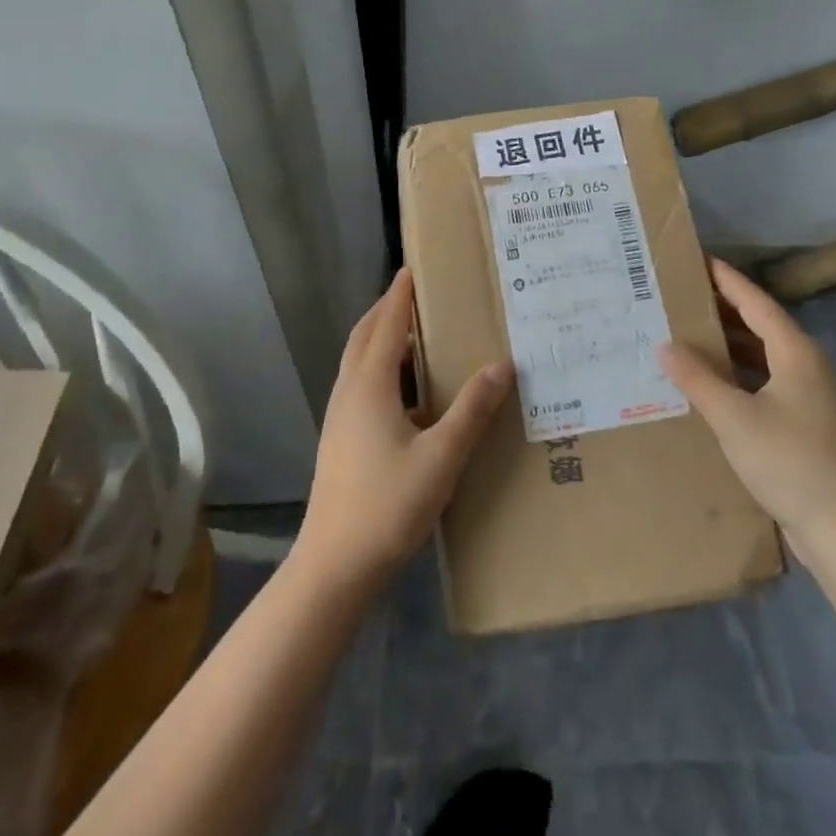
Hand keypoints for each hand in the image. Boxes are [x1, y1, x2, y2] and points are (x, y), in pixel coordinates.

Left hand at [297, 268, 514, 587]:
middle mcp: (349, 393)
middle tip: (416, 294)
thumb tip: (502, 365)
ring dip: (381, 339)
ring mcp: (340, 418)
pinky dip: (380, 369)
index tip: (411, 269)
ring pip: (358, 362)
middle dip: (387, 311)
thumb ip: (472, 410)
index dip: (399, 296)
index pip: (385, 325)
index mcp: (369, 387)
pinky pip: (360, 385)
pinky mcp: (340, 440)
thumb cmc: (388, 506)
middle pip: (364, 337)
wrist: (334, 567)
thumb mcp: (442, 457)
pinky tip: (407, 392)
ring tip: (416, 335)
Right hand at [658, 258, 835, 567]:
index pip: (757, 302)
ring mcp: (809, 396)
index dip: (727, 280)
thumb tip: (665, 345)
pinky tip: (711, 382)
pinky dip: (738, 372)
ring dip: (729, 343)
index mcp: (796, 353)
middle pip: (761, 325)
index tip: (699, 260)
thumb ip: (697, 378)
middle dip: (724, 308)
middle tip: (684, 295)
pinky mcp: (805, 422)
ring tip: (689, 332)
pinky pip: (765, 380)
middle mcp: (807, 366)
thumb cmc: (788, 462)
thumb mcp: (733, 417)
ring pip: (763, 354)